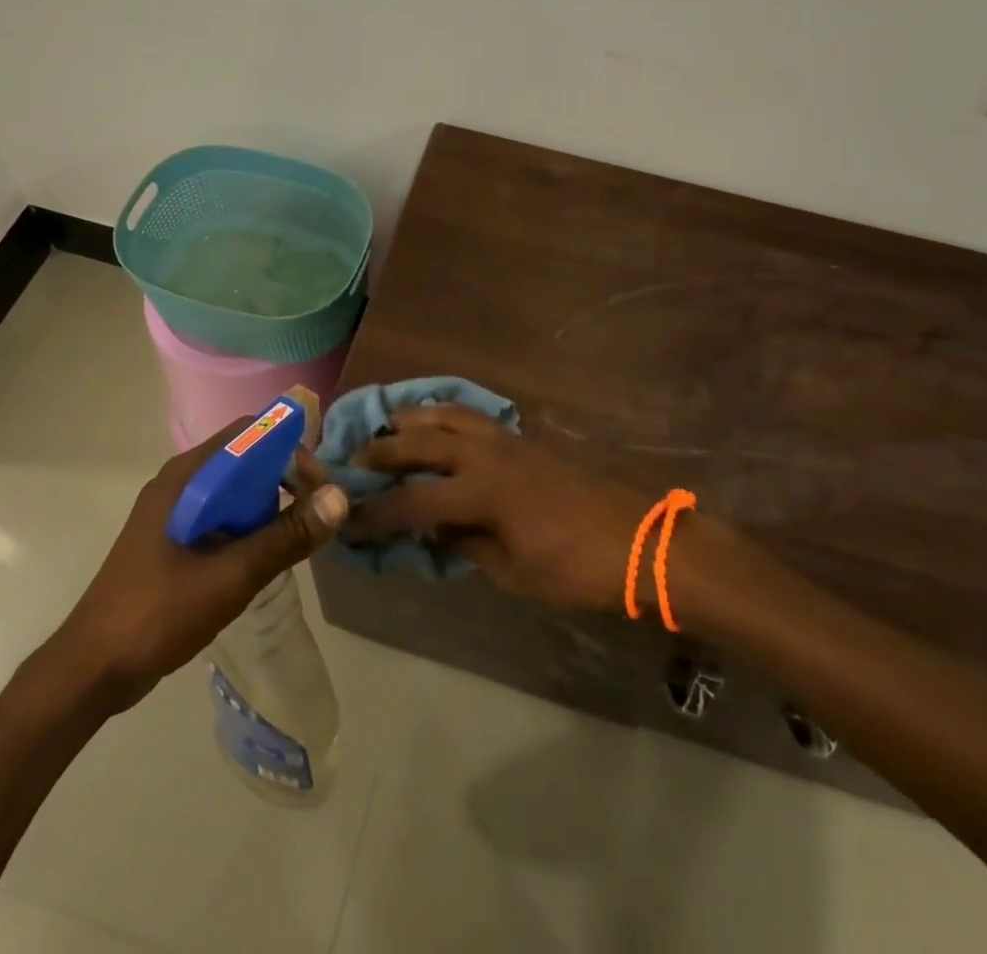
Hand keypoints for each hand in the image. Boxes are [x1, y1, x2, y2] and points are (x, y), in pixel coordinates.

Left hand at [40, 418, 347, 712]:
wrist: (90, 670)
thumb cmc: (158, 614)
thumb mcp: (231, 575)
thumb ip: (286, 536)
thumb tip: (339, 499)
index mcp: (187, 477)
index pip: (251, 434)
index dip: (291, 451)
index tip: (318, 488)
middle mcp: (180, 483)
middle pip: (246, 460)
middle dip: (284, 482)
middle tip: (313, 519)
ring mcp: (173, 512)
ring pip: (235, 491)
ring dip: (267, 508)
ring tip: (292, 543)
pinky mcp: (172, 539)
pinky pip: (221, 517)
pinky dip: (247, 528)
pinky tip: (260, 560)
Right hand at [349, 404, 651, 614]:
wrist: (639, 540)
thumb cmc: (576, 568)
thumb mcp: (513, 572)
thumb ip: (466, 545)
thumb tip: (434, 529)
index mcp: (481, 492)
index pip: (413, 501)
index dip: (376, 514)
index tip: (347, 522)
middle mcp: (486, 454)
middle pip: (421, 442)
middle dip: (382, 451)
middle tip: (353, 461)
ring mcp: (507, 439)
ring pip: (447, 414)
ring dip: (412, 419)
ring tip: (389, 428)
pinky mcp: (523, 438)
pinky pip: (472, 415)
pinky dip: (445, 415)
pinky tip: (438, 426)